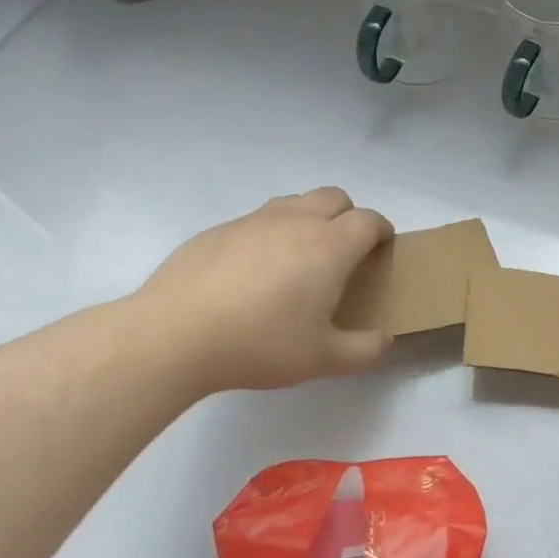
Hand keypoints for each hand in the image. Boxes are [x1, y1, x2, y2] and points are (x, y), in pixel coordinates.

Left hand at [133, 187, 393, 393]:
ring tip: (300, 260)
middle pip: (334, 197)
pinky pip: (257, 221)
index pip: (369, 220)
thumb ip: (365, 349)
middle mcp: (294, 222)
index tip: (382, 250)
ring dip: (310, 220)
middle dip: (349, 217)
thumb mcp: (324, 360)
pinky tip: (253, 275)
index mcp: (329, 246)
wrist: (175, 335)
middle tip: (345, 254)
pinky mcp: (217, 231)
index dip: (382, 231)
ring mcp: (252, 221)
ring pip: (294, 203)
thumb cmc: (261, 344)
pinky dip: (270, 235)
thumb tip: (383, 338)